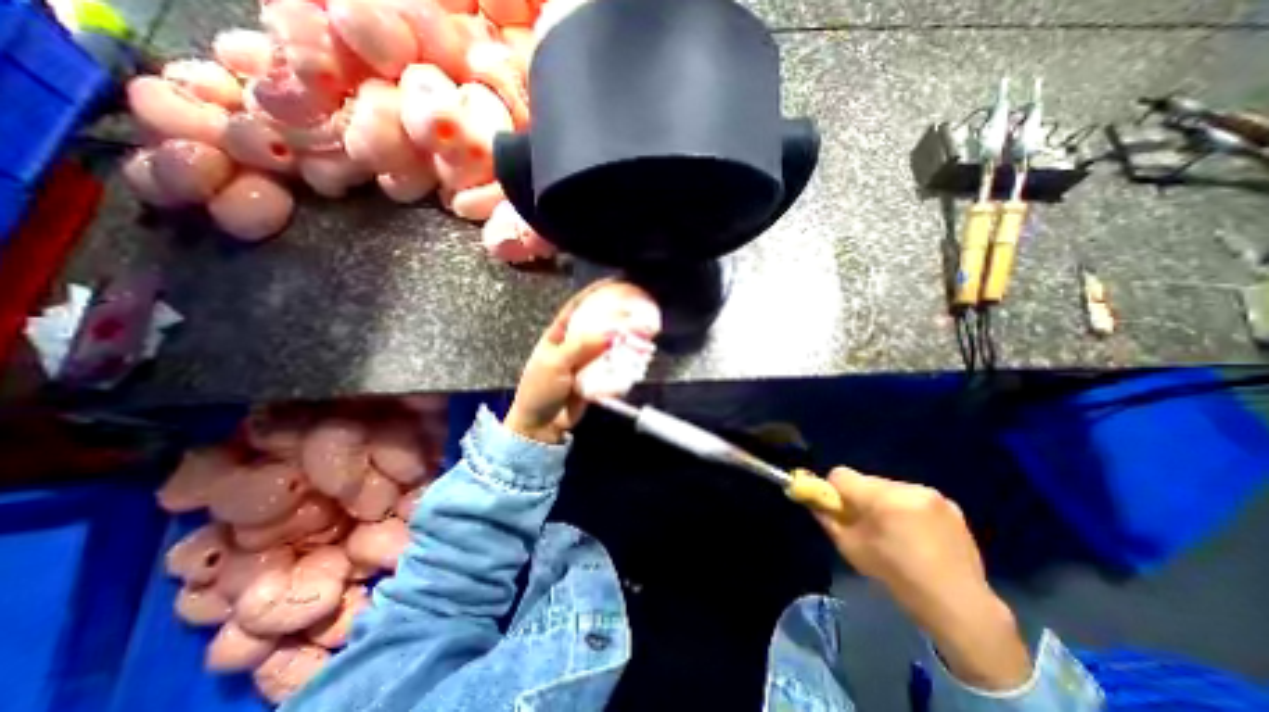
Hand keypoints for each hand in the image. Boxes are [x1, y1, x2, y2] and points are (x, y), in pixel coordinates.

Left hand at [508, 281, 622, 442]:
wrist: (542, 426)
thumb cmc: (539, 390)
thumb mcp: (555, 364)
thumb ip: (581, 347)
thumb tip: (610, 333)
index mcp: (559, 335)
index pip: (577, 307)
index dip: (594, 293)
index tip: (613, 283)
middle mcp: (575, 344)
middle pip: (598, 325)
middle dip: (616, 317)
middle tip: (636, 310)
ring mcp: (586, 361)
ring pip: (608, 345)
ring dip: (624, 340)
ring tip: (642, 332)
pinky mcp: (596, 377)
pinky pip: (612, 366)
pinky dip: (624, 361)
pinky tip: (636, 355)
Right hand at [814, 467, 1029, 688]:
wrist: (960, 607)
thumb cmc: (897, 577)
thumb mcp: (850, 547)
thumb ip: (827, 518)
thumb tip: (811, 499)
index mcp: (882, 497)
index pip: (840, 474)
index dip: (833, 490)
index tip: (837, 509)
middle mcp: (906, 487)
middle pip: (865, 480)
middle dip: (860, 497)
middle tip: (866, 525)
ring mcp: (932, 494)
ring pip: (889, 487)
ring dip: (884, 502)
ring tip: (894, 532)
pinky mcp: (950, 503)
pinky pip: (912, 496)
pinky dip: (906, 509)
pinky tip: (916, 535)